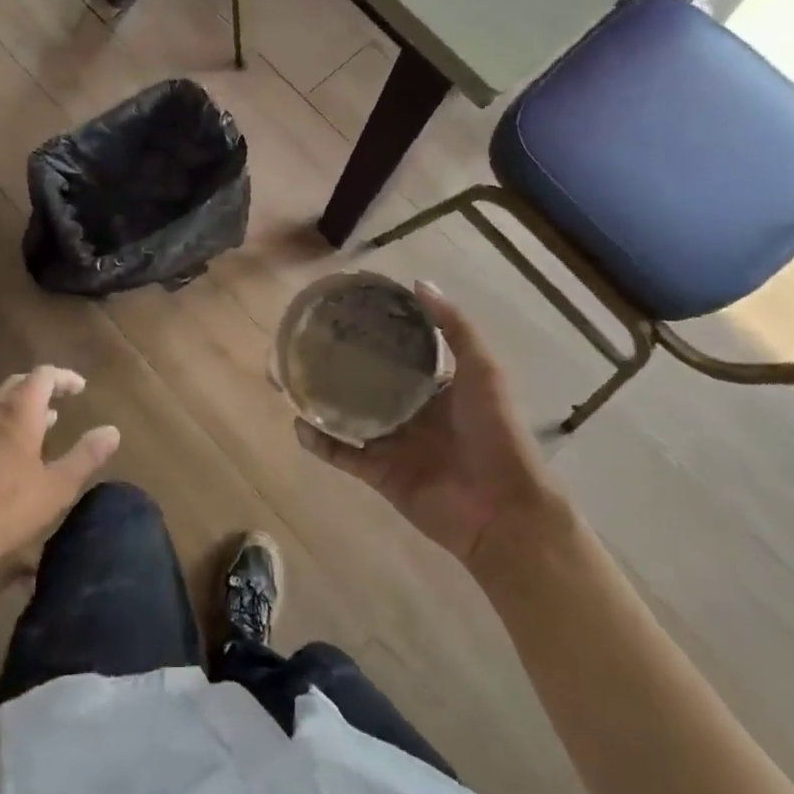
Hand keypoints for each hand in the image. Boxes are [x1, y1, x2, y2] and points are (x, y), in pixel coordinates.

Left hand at [0, 366, 120, 582]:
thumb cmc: (8, 509)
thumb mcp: (57, 486)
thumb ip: (87, 456)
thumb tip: (112, 431)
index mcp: (17, 412)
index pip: (42, 376)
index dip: (64, 378)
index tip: (81, 388)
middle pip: (18, 383)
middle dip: (42, 387)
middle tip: (63, 399)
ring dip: (23, 405)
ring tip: (45, 422)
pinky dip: (6, 422)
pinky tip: (14, 450)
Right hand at [295, 282, 560, 566]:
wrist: (504, 510)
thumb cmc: (497, 433)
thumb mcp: (484, 371)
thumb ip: (455, 328)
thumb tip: (418, 283)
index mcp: (435, 385)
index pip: (398, 352)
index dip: (373, 332)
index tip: (343, 311)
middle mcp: (410, 410)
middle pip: (365, 382)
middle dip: (337, 365)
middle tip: (304, 344)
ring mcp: (392, 443)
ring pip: (347, 416)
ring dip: (320, 401)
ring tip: (289, 379)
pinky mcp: (379, 473)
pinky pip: (342, 454)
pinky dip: (320, 442)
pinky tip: (298, 424)